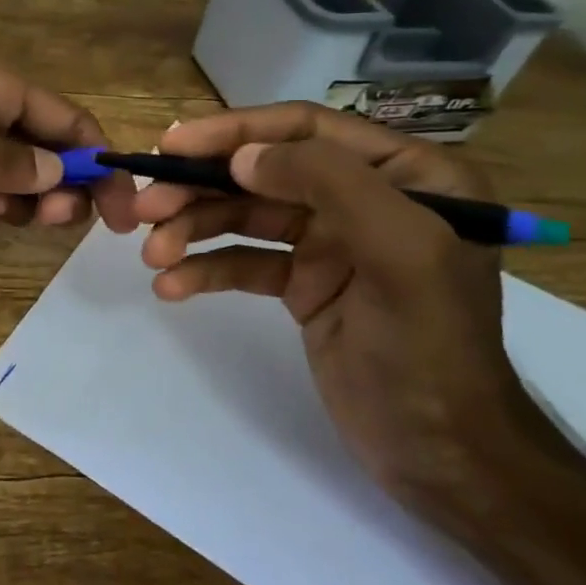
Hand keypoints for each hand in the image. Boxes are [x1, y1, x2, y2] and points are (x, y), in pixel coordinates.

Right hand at [133, 103, 532, 510]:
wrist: (440, 456)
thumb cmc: (431, 348)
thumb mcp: (400, 251)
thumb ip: (329, 183)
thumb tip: (243, 157)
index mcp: (407, 175)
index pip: (306, 129)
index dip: (235, 131)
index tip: (173, 145)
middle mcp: (366, 197)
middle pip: (264, 172)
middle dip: (201, 187)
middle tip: (144, 206)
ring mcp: (331, 243)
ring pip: (246, 216)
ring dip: (193, 229)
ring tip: (151, 254)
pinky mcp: (303, 284)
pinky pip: (244, 262)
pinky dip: (206, 270)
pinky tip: (171, 286)